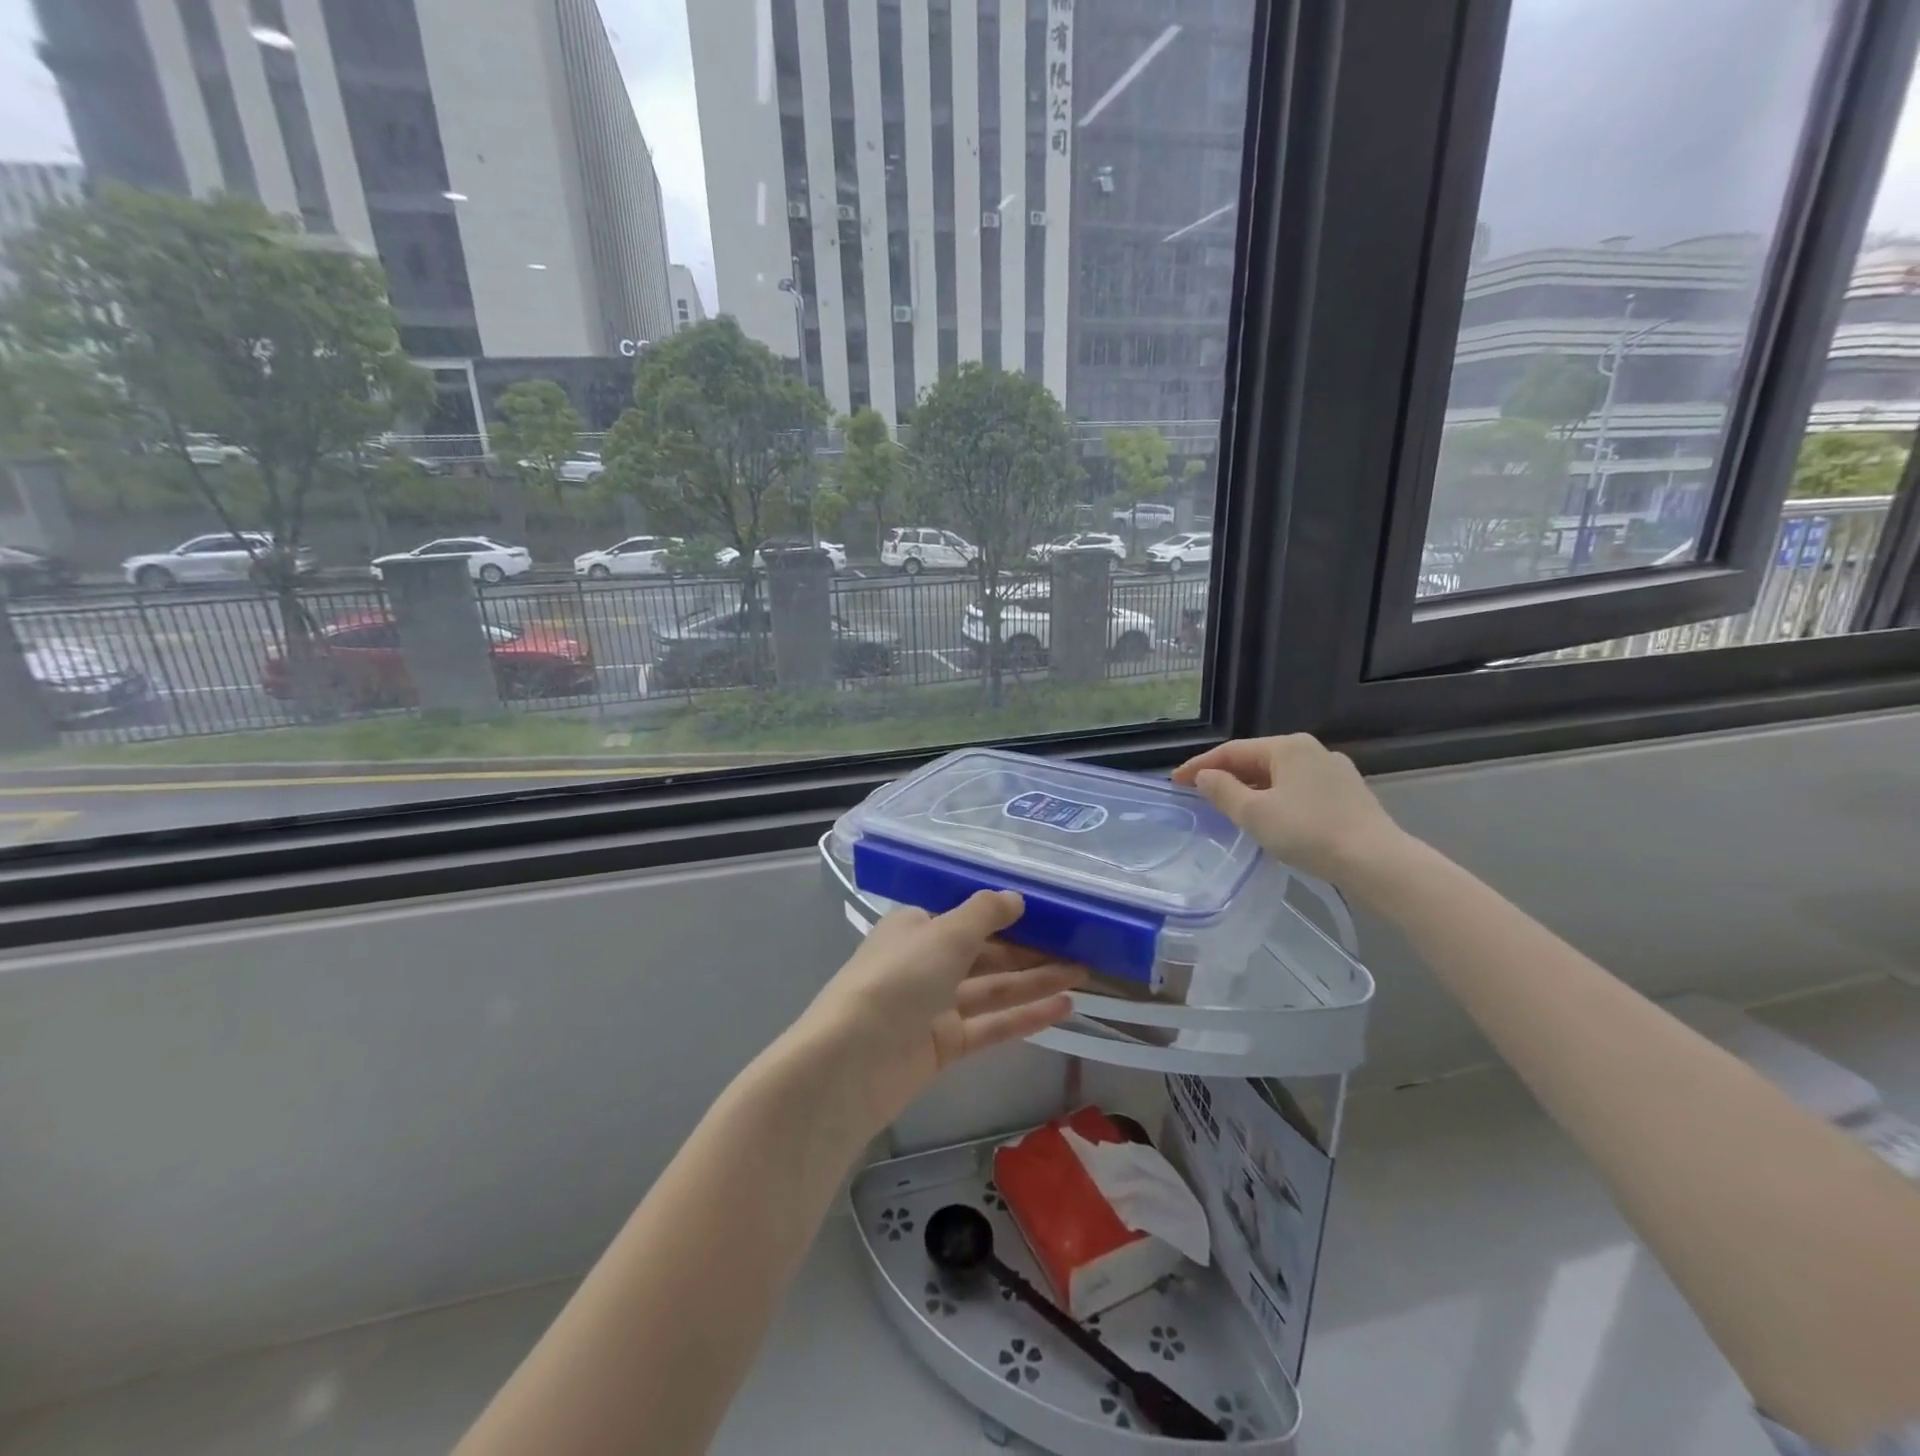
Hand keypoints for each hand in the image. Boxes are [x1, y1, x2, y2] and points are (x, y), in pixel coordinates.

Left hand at [799, 891, 1085, 1131]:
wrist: (849, 1064)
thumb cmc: (896, 981)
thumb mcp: (942, 934)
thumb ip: (983, 914)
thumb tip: (1015, 897)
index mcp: (916, 928)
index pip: (968, 917)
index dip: (1008, 915)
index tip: (1050, 913)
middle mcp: (926, 963)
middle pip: (986, 953)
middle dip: (1031, 950)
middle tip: (1081, 947)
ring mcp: (935, 1006)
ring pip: (994, 989)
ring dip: (1036, 981)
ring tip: (1084, 974)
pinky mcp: (945, 1046)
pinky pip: (992, 1024)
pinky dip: (1026, 1016)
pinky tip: (1064, 1007)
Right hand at [1172, 734, 1407, 886]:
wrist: (1377, 861)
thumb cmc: (1309, 832)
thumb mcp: (1254, 814)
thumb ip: (1223, 791)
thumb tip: (1204, 776)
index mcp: (1286, 747)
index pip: (1231, 751)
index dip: (1199, 766)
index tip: (1175, 782)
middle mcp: (1311, 750)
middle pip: (1256, 759)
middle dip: (1225, 776)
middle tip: (1199, 794)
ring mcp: (1333, 770)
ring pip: (1279, 775)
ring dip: (1250, 788)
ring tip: (1230, 807)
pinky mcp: (1347, 793)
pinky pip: (1298, 789)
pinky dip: (1275, 798)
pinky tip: (1271, 817)